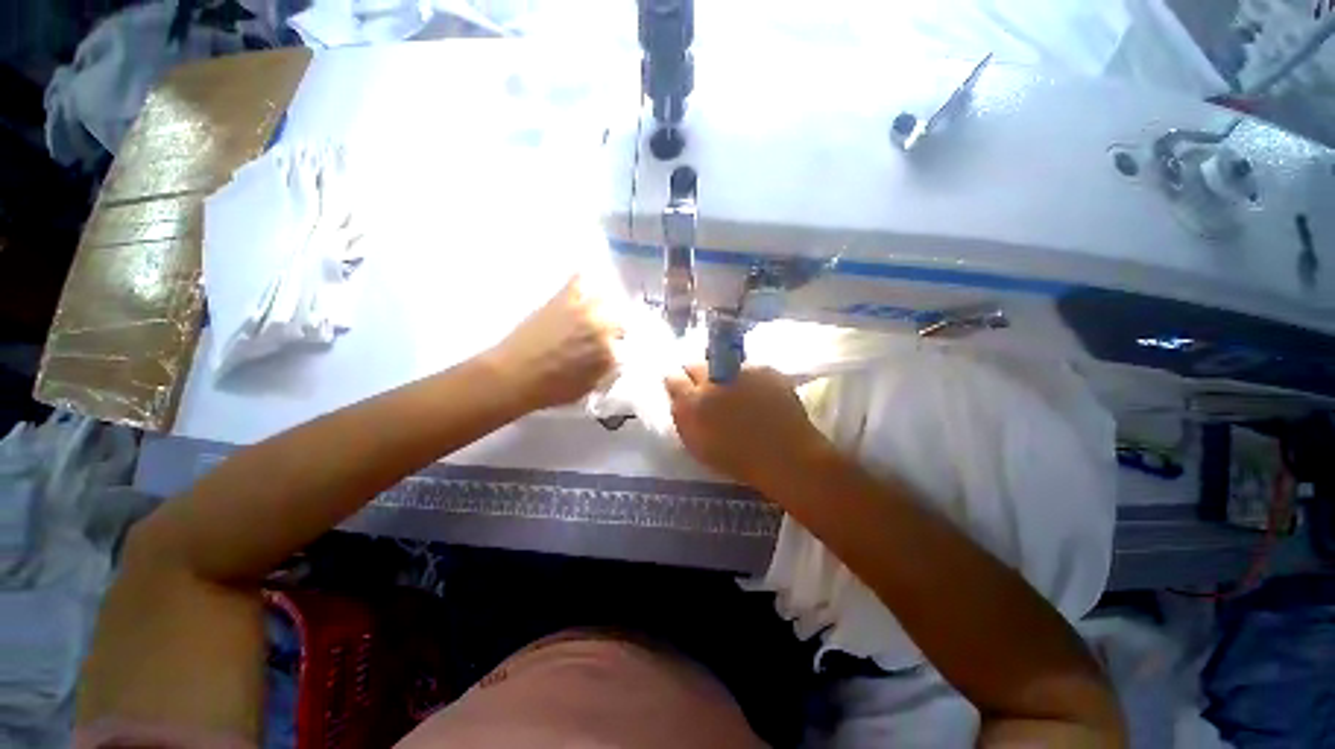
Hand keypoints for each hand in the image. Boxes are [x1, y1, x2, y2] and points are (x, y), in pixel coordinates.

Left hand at [486, 276, 620, 411]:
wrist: (513, 377)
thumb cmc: (551, 390)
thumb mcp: (587, 389)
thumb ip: (604, 372)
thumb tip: (610, 361)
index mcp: (610, 354)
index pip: (624, 347)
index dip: (615, 349)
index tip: (607, 351)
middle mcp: (603, 330)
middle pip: (618, 322)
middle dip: (612, 329)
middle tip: (600, 334)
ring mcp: (583, 312)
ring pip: (604, 300)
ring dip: (600, 307)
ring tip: (590, 312)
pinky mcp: (563, 300)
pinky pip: (578, 282)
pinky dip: (580, 281)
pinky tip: (580, 281)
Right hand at [665, 364, 828, 486]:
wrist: (786, 456)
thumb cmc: (738, 459)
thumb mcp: (698, 446)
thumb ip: (683, 417)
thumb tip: (678, 397)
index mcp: (694, 402)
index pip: (674, 379)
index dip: (677, 383)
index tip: (682, 389)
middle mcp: (714, 380)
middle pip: (696, 366)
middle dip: (697, 375)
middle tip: (708, 391)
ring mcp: (740, 371)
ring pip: (722, 365)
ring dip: (724, 376)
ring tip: (737, 394)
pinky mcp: (764, 369)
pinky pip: (748, 368)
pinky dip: (748, 378)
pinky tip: (757, 395)